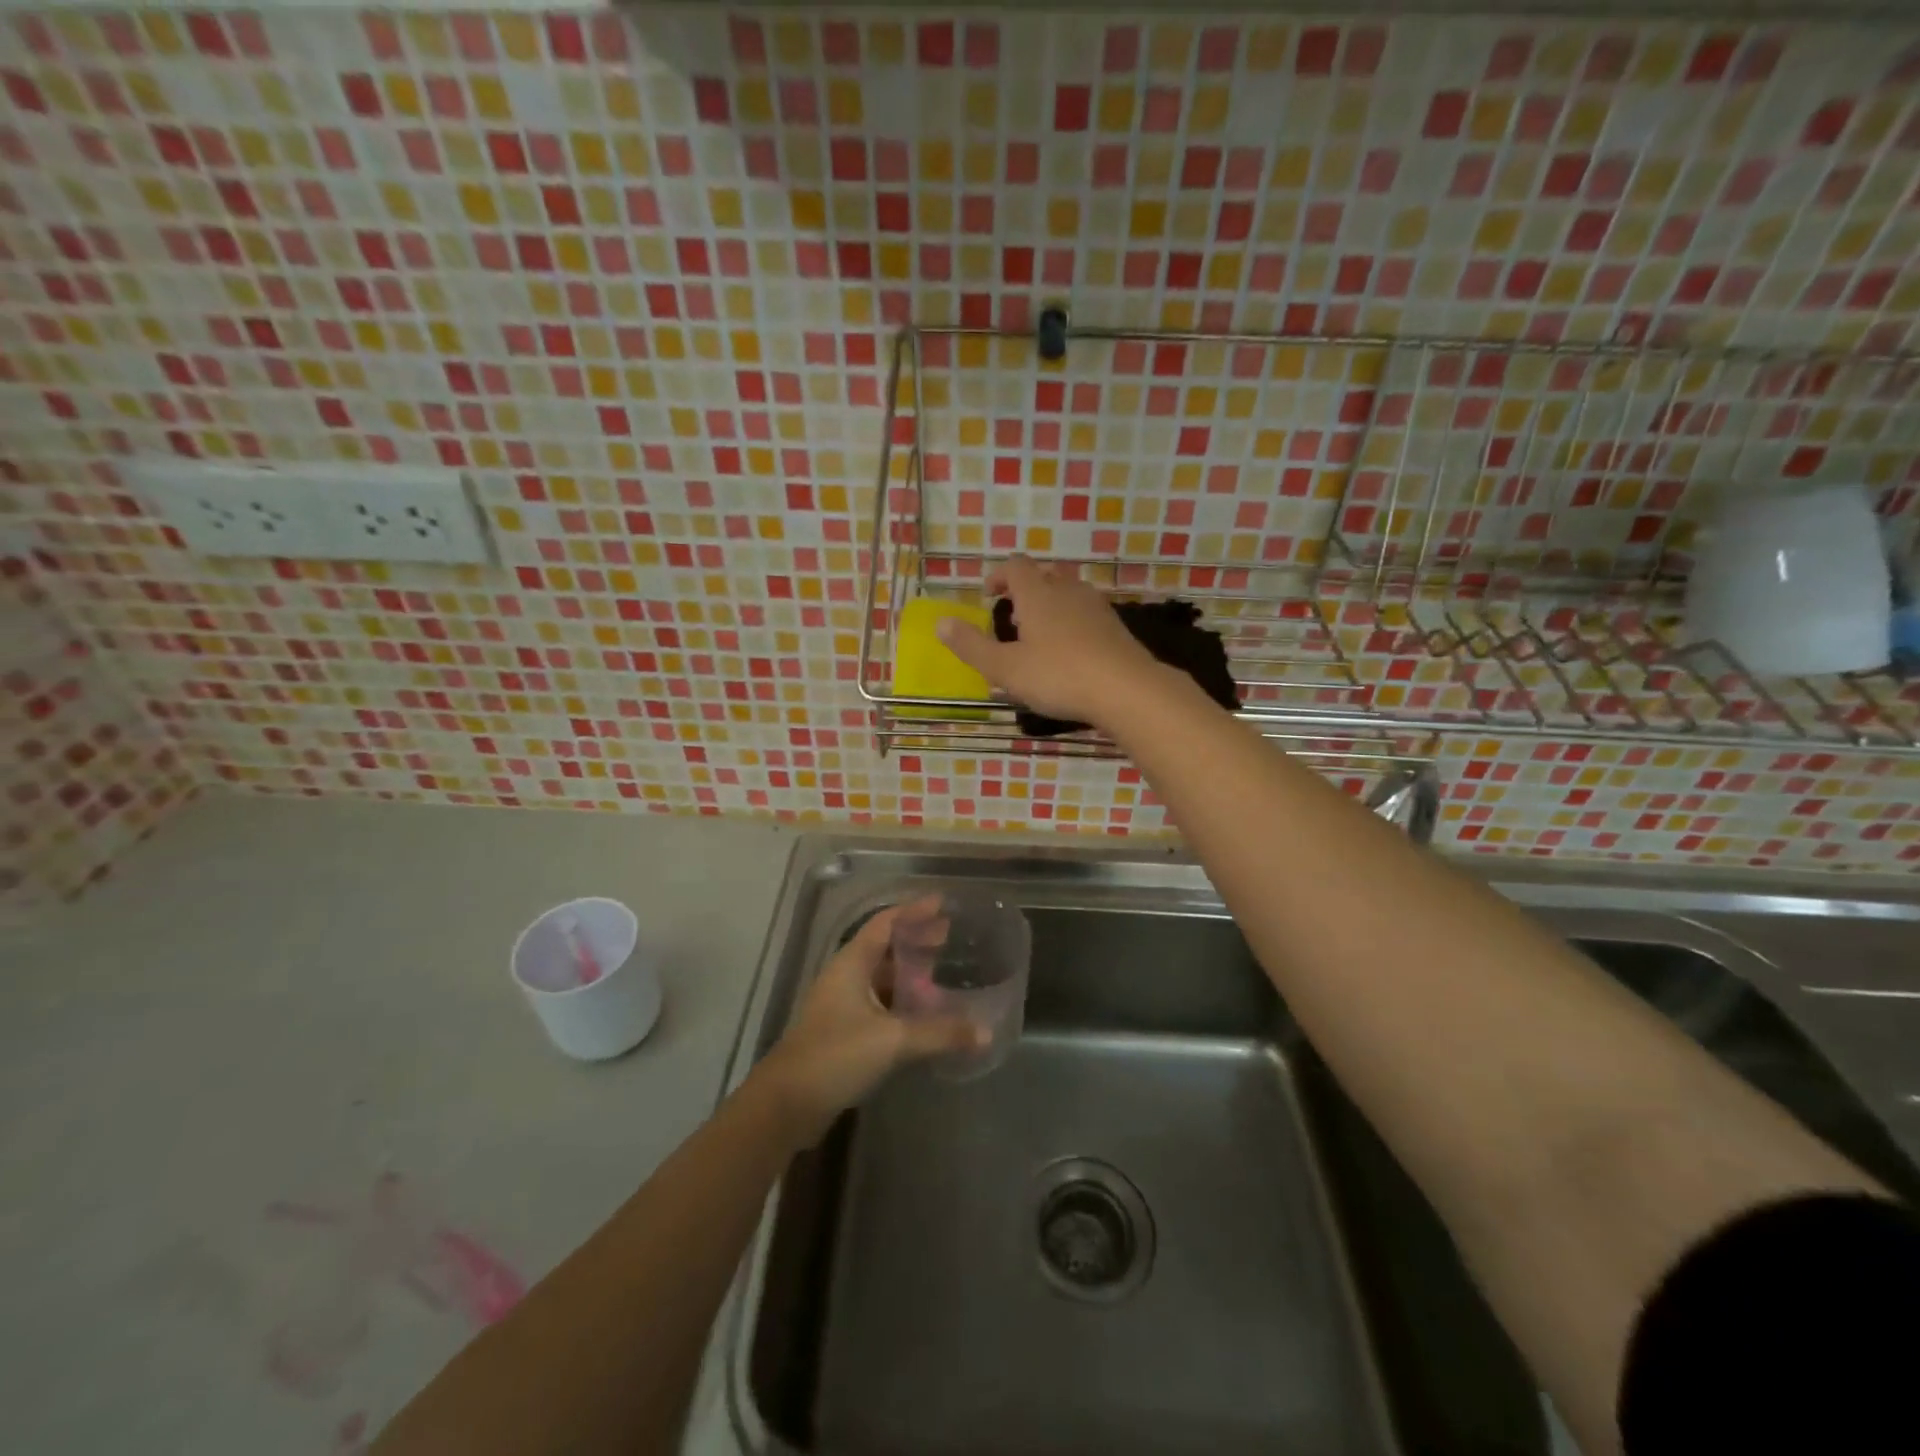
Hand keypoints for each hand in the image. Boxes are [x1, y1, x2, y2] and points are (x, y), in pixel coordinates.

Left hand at [758, 900, 980, 1141]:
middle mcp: (846, 976)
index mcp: (851, 963)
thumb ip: (939, 1033)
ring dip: (909, 971)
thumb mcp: (892, 1040)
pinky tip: (924, 1012)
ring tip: (942, 970)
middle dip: (916, 939)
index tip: (943, 903)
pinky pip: (880, 1003)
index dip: (913, 911)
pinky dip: (902, 1000)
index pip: (885, 923)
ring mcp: (842, 1004)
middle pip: (884, 947)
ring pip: (882, 977)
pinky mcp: (844, 1031)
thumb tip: (985, 1032)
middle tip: (949, 935)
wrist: (786, 1104)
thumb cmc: (835, 1055)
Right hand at [934, 555, 1161, 730]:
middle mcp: (1067, 591)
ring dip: (1050, 605)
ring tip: (1039, 633)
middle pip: (1045, 575)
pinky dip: (1072, 623)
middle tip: (1013, 614)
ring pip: (1068, 593)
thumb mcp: (1005, 668)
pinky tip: (1070, 651)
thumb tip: (940, 623)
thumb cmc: (1059, 675)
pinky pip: (1087, 614)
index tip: (988, 595)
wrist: (1126, 689)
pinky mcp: (1115, 627)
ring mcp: (1096, 607)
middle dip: (1026, 588)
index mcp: (1037, 594)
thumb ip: (971, 646)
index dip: (998, 575)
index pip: (1015, 566)